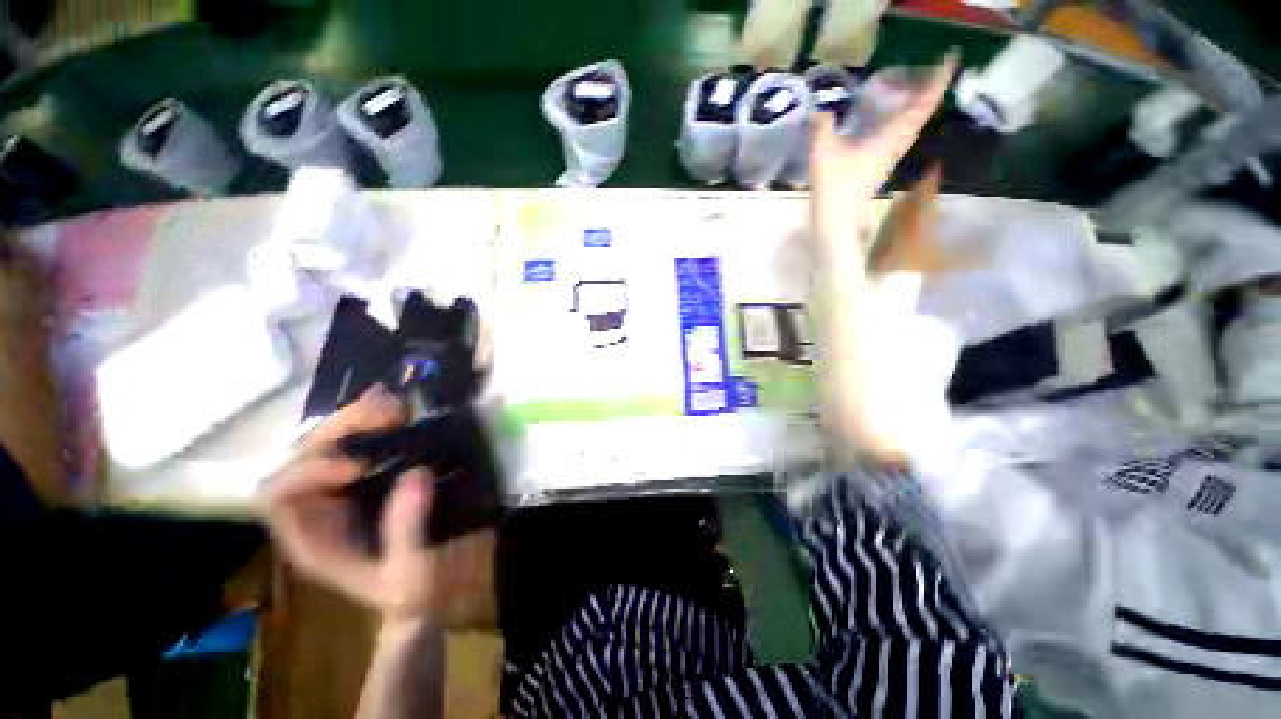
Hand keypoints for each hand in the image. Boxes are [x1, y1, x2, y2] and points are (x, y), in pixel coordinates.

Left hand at [263, 385, 493, 622]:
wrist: (429, 591)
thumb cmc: (413, 594)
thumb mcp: (410, 574)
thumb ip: (406, 531)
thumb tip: (415, 474)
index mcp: (310, 539)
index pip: (279, 496)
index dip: (309, 473)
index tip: (360, 466)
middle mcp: (315, 508)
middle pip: (304, 457)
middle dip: (338, 431)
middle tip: (386, 413)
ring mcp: (342, 490)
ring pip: (330, 443)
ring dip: (358, 420)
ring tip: (395, 405)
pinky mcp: (369, 479)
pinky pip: (361, 443)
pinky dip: (376, 423)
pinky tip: (398, 409)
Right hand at [809, 52, 957, 249]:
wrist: (836, 219)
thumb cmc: (833, 186)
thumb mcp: (822, 153)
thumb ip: (822, 128)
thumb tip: (819, 110)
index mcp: (889, 139)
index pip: (921, 106)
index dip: (937, 82)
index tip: (950, 59)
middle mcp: (895, 146)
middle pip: (921, 115)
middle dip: (930, 91)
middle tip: (933, 69)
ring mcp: (889, 158)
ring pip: (912, 127)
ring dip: (919, 107)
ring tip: (916, 89)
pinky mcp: (880, 167)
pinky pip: (900, 137)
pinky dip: (904, 122)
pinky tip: (893, 119)